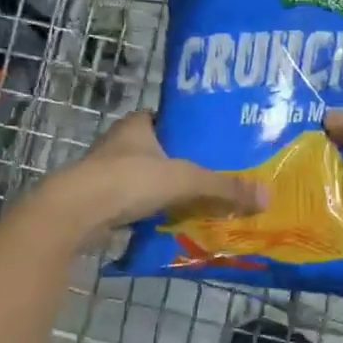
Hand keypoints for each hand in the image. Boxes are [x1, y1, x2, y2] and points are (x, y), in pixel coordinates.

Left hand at [44, 112, 267, 242]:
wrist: (74, 214)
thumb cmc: (128, 180)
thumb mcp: (185, 180)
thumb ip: (225, 187)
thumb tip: (268, 197)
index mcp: (138, 125)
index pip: (171, 120)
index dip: (193, 130)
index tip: (218, 143)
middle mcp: (121, 144)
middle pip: (162, 151)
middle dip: (186, 164)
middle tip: (219, 177)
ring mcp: (108, 174)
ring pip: (148, 179)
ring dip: (169, 190)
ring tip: (203, 202)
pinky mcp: (101, 202)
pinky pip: (138, 204)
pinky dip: (154, 212)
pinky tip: (175, 222)